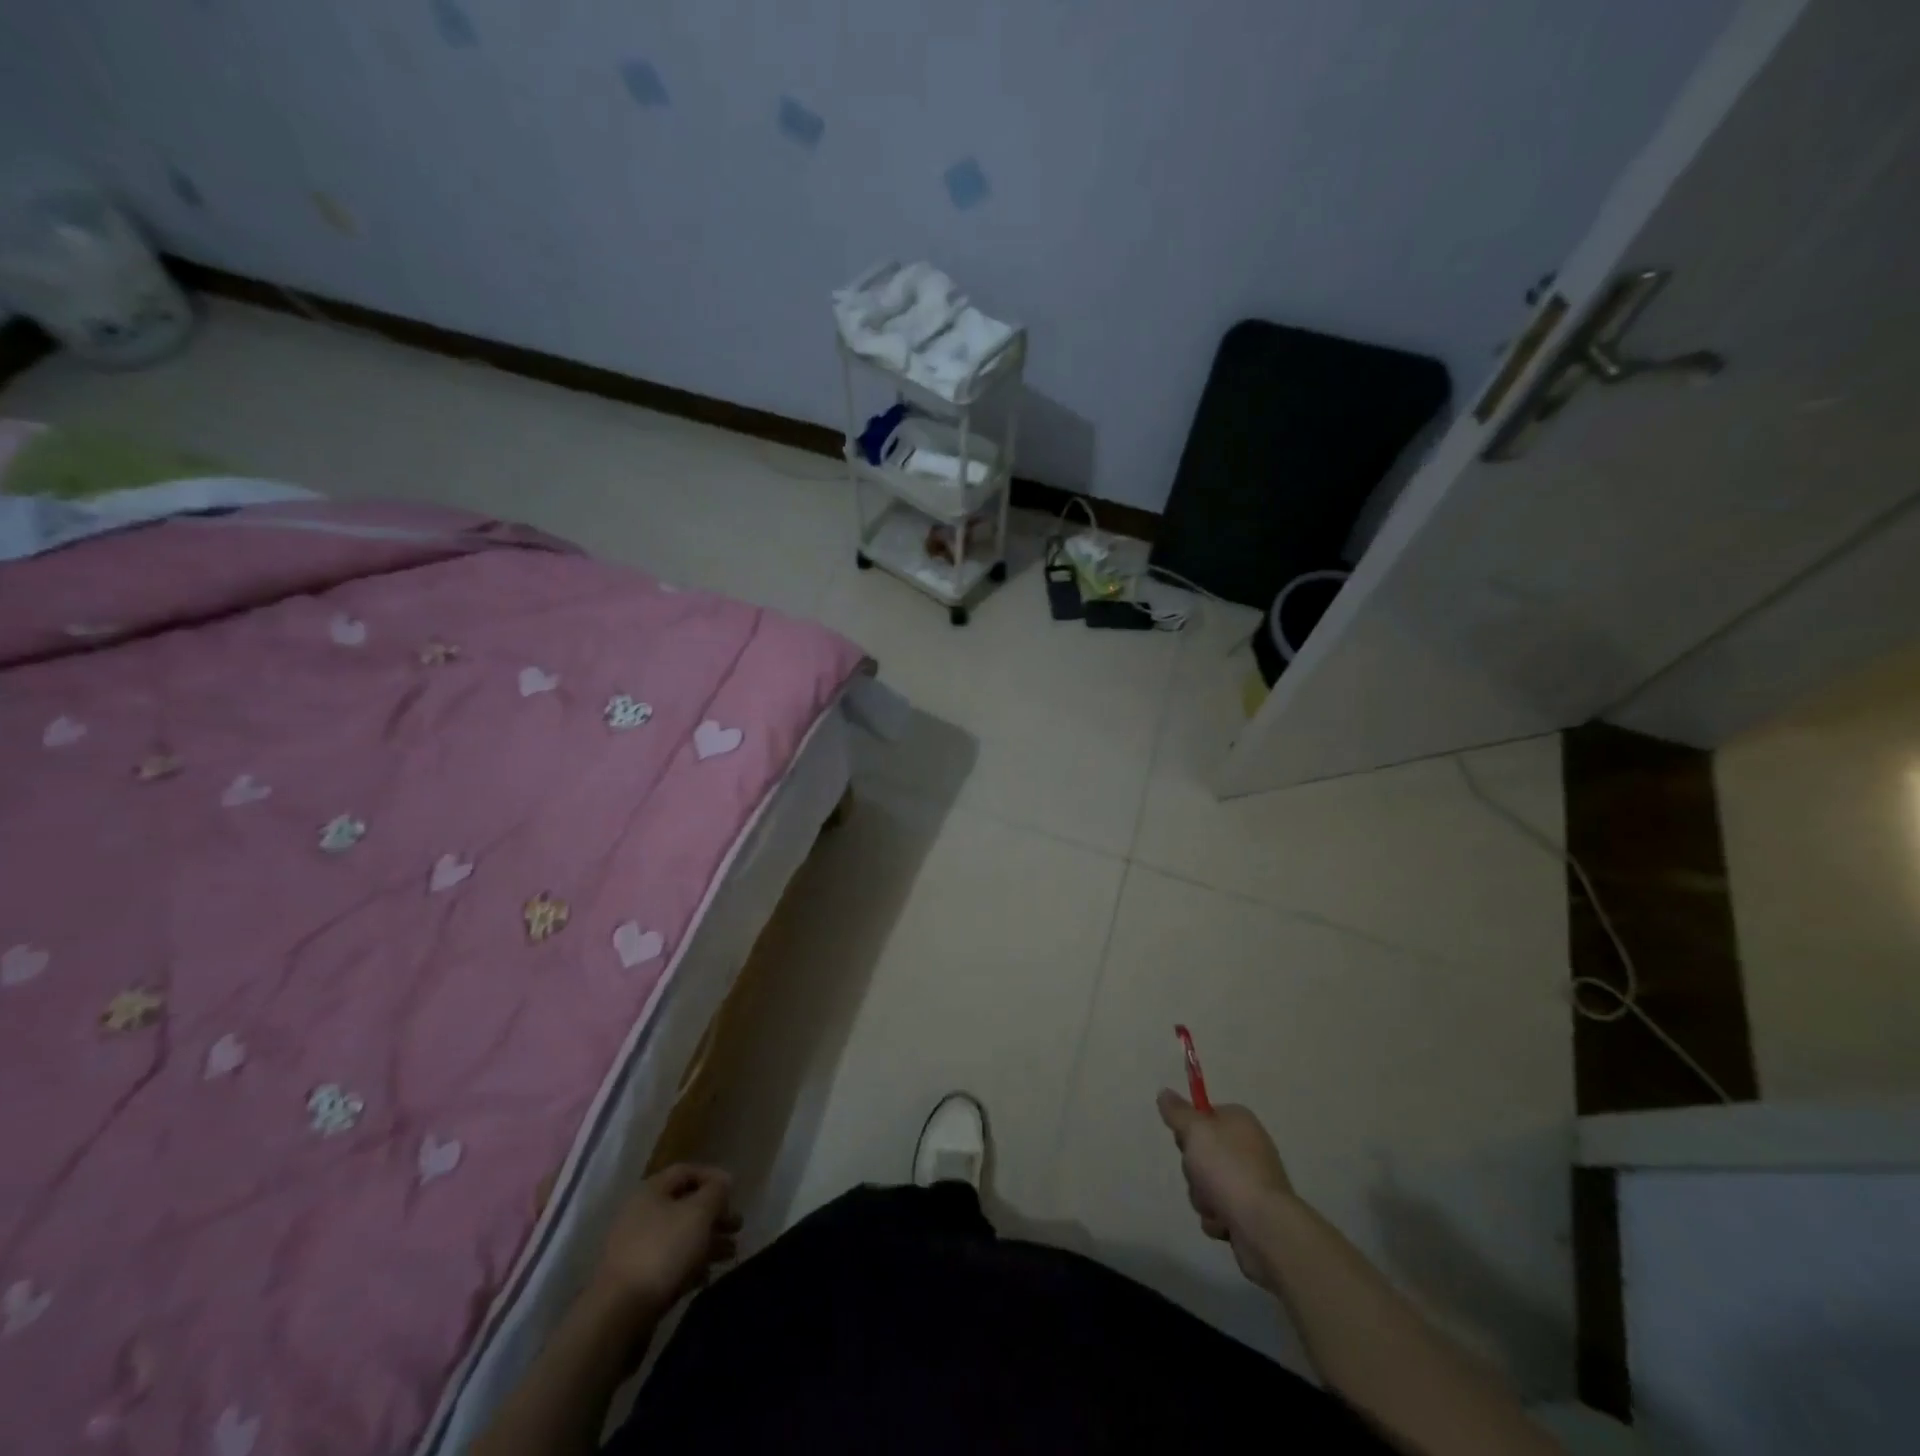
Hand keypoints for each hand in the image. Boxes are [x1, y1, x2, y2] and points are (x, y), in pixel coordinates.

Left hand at [594, 1164, 740, 1319]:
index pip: (686, 1171)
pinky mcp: (636, 1278)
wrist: (619, 1314)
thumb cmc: (663, 1251)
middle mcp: (640, 1214)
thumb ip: (716, 1192)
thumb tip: (723, 1181)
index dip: (713, 1176)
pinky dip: (690, 1264)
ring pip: (679, 1236)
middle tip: (737, 1226)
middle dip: (714, 1214)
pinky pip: (669, 1262)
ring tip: (730, 1253)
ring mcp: (635, 1248)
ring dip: (707, 1241)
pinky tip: (706, 1275)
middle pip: (685, 1205)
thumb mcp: (698, 1213)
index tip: (734, 1191)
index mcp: (651, 1191)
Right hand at [1157, 1091, 1293, 1289]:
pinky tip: (1224, 1222)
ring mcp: (1250, 1182)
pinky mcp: (1250, 1213)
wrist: (1264, 1227)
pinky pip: (1219, 1210)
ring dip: (1202, 1197)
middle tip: (1199, 1173)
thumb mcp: (1195, 1130)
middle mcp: (1247, 1148)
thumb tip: (1165, 1092)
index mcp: (1239, 1122)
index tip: (1185, 1141)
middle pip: (1202, 1153)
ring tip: (1214, 1205)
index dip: (1189, 1128)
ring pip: (1206, 1184)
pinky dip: (1216, 1218)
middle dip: (1193, 1169)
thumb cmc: (1228, 1169)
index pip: (1204, 1115)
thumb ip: (1177, 1111)